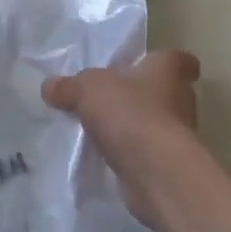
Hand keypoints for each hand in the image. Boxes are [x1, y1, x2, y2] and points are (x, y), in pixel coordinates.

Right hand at [44, 50, 201, 224]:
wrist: (154, 171)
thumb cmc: (130, 113)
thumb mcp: (89, 89)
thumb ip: (70, 86)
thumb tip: (49, 86)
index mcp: (168, 70)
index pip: (181, 60)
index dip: (168, 62)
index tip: (152, 66)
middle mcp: (181, 99)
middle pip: (167, 91)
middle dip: (144, 95)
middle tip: (115, 98)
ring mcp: (178, 135)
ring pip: (158, 123)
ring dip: (137, 126)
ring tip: (106, 129)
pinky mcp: (169, 164)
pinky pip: (149, 152)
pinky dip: (133, 154)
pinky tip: (109, 157)